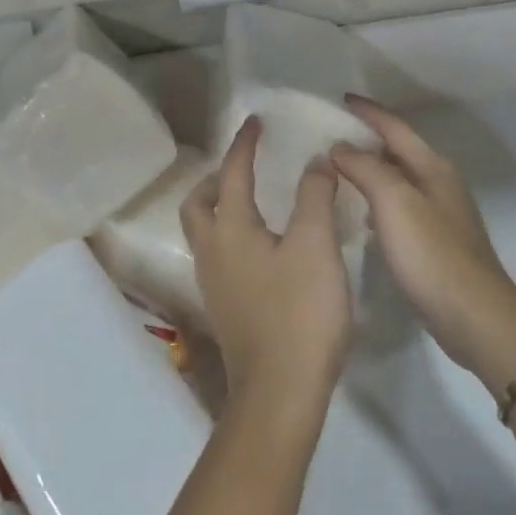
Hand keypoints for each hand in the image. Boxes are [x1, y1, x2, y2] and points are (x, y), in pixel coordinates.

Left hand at [180, 116, 351, 416]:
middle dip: (217, 178)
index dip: (244, 144)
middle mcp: (212, 253)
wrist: (280, 393)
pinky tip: (264, 246)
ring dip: (221, 207)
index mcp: (230, 230)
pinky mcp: (227, 309)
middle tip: (244, 165)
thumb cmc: (299, 312)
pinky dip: (232, 235)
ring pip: (205, 232)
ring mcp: (215, 285)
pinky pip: (220, 256)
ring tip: (254, 200)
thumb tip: (314, 161)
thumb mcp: (316, 244)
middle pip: (199, 204)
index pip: (232, 173)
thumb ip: (314, 196)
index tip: (255, 121)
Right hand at [331, 96, 515, 387]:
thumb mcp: (394, 202)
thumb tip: (340, 147)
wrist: (473, 315)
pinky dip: (376, 199)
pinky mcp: (434, 241)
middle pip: (398, 149)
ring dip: (370, 170)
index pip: (395, 127)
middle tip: (330, 135)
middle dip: (366, 138)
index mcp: (432, 166)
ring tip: (337, 171)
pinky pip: (398, 206)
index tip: (340, 98)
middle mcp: (439, 182)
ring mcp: (439, 213)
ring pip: (397, 178)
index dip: (368, 111)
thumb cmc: (431, 254)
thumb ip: (366, 168)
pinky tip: (360, 213)